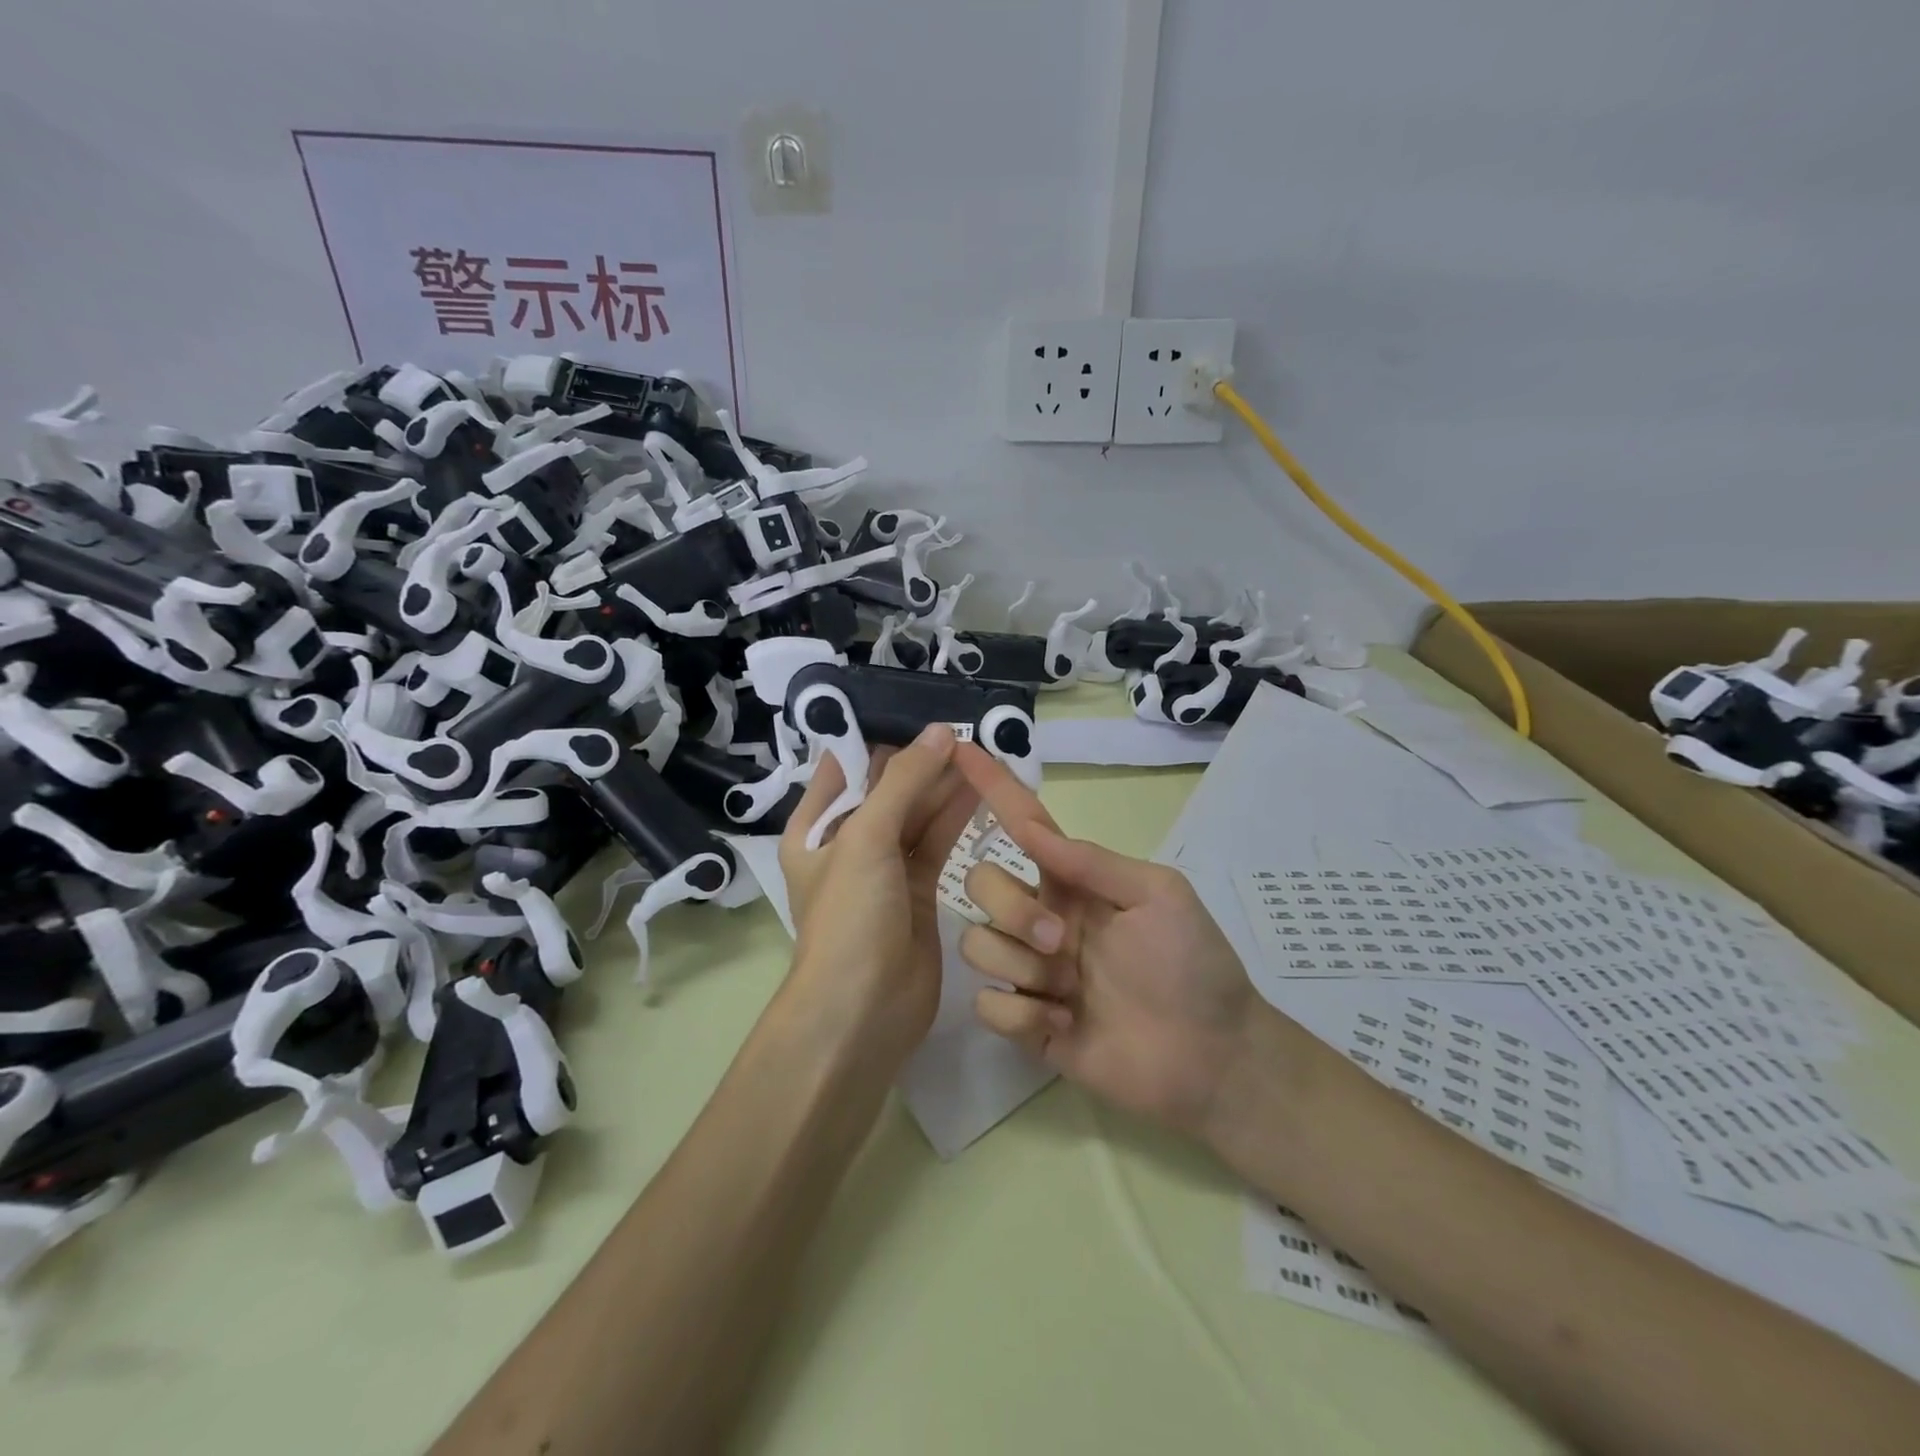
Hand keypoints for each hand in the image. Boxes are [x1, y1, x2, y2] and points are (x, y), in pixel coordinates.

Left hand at [778, 724, 977, 1061]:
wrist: (863, 1012)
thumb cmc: (849, 917)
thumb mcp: (866, 839)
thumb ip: (904, 782)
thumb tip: (940, 732)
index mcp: (816, 829)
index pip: (846, 767)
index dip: (880, 738)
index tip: (920, 708)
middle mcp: (848, 844)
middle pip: (888, 789)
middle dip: (922, 760)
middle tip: (965, 727)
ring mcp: (885, 869)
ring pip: (917, 815)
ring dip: (945, 786)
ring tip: (982, 750)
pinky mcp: (918, 892)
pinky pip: (938, 843)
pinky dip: (957, 818)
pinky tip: (984, 790)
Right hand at [949, 744, 1259, 1137]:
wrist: (1211, 1056)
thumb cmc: (1192, 964)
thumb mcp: (1157, 894)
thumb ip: (1092, 861)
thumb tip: (1033, 828)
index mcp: (1070, 882)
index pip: (1020, 824)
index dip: (991, 786)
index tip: (958, 748)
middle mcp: (1040, 917)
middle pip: (980, 884)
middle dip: (1012, 909)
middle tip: (1061, 941)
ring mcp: (1030, 970)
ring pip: (976, 943)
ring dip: (1022, 966)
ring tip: (1070, 992)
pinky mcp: (1024, 1022)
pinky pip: (987, 1005)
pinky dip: (1024, 1015)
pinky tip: (1065, 1026)